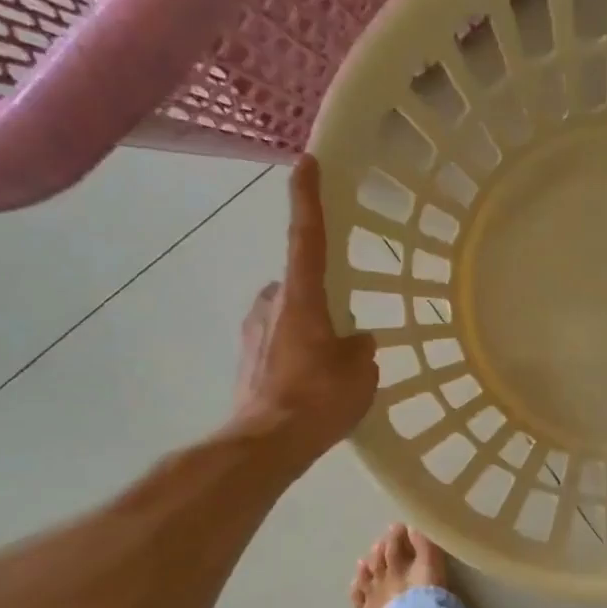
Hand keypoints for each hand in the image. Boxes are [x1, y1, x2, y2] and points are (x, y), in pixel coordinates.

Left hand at [232, 156, 377, 459]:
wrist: (266, 444)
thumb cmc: (317, 401)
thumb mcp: (359, 374)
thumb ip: (360, 349)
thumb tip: (357, 341)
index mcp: (302, 299)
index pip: (307, 238)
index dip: (308, 200)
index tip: (306, 163)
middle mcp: (271, 305)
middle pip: (298, 285)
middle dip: (318, 299)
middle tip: (342, 330)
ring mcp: (253, 332)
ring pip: (287, 317)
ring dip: (307, 330)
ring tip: (329, 368)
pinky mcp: (246, 360)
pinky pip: (278, 344)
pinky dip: (294, 354)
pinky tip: (310, 386)